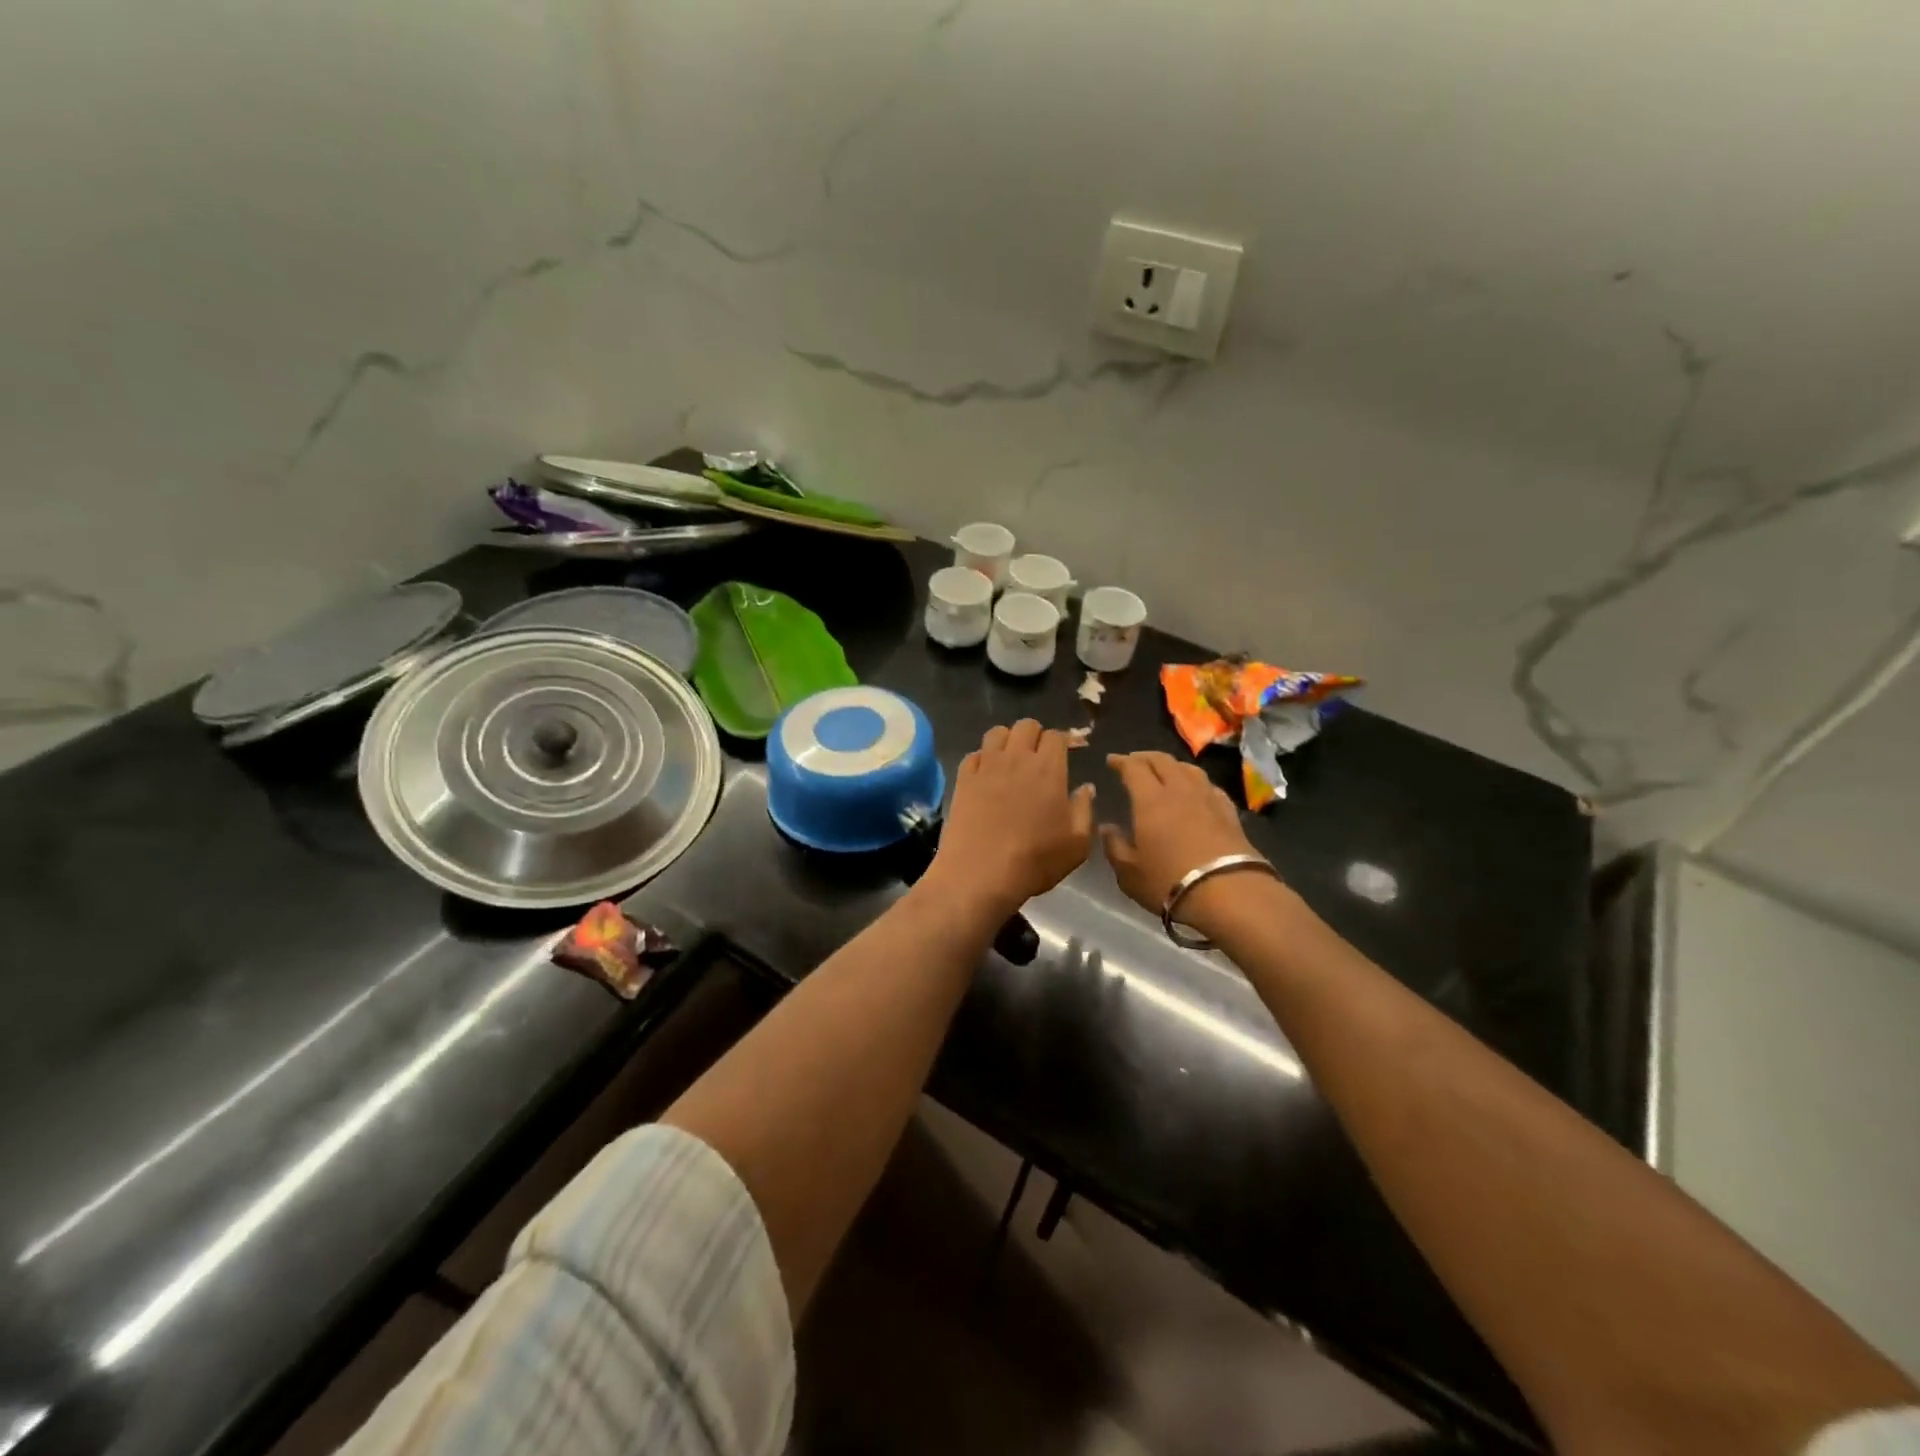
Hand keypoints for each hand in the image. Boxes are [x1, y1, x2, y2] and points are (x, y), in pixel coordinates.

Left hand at [928, 720, 1095, 916]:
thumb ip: (1084, 810)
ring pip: (997, 732)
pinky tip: (986, 775)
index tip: (1066, 754)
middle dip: (1036, 735)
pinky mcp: (963, 779)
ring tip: (1011, 760)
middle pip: (1026, 725)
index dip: (1064, 741)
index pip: (1057, 736)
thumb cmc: (1035, 860)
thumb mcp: (1077, 844)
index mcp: (1049, 769)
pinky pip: (973, 754)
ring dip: (1007, 740)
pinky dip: (982, 759)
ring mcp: (986, 766)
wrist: (980, 873)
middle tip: (1039, 757)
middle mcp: (1017, 758)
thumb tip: (1086, 787)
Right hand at [1101, 752, 1267, 916]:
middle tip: (1134, 761)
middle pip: (1162, 761)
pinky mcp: (1229, 813)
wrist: (1229, 893)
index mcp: (1150, 800)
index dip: (1121, 761)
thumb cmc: (1169, 881)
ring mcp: (1207, 799)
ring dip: (1172, 765)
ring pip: (1189, 769)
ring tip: (1164, 770)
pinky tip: (1197, 791)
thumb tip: (1107, 828)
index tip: (1111, 760)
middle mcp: (1179, 790)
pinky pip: (1210, 787)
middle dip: (1145, 757)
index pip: (1134, 768)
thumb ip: (1114, 847)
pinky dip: (1197, 782)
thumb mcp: (1129, 873)